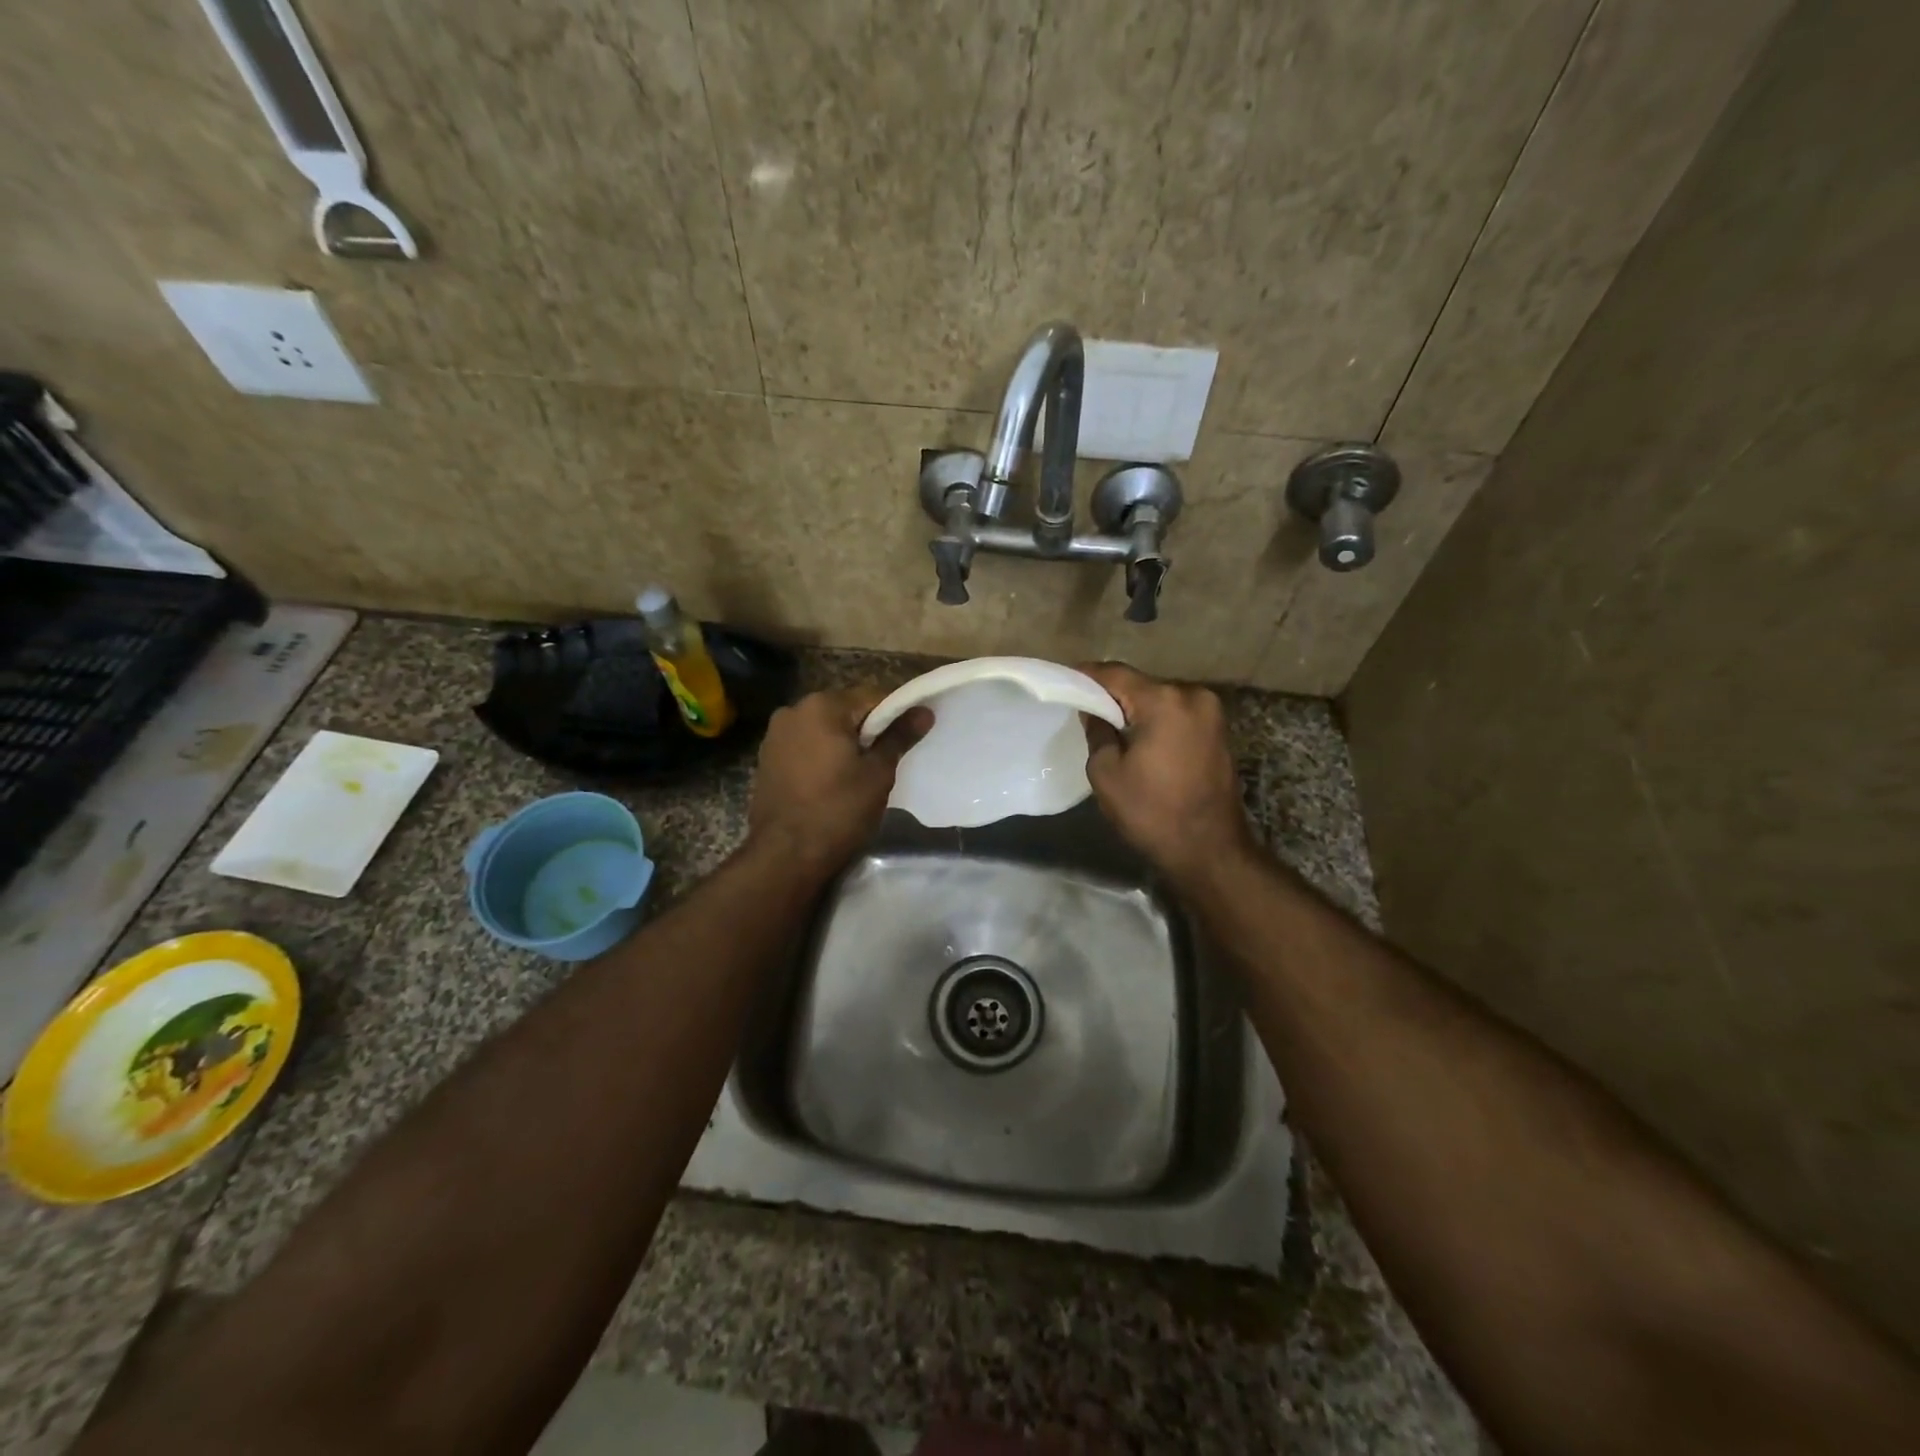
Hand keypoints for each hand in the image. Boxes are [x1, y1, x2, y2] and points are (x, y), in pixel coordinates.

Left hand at [747, 687, 930, 875]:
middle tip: (887, 760)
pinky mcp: (766, 759)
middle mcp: (793, 710)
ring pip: (823, 729)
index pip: (872, 696)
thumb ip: (899, 737)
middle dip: (867, 730)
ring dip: (843, 743)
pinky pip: (804, 746)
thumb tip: (923, 711)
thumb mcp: (878, 773)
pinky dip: (821, 756)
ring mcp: (775, 735)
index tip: (909, 737)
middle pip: (844, 710)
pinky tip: (832, 782)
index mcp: (822, 706)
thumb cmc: (838, 810)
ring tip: (860, 774)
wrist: (784, 856)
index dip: (896, 714)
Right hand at [1078, 662, 1256, 886]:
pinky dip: (1157, 720)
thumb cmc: (1151, 813)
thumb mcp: (1106, 773)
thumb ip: (1097, 731)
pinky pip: (1177, 714)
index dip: (1087, 676)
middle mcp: (1192, 695)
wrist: (1210, 850)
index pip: (1115, 674)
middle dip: (1113, 695)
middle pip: (1141, 684)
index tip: (1065, 681)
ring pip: (1160, 698)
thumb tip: (1095, 710)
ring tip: (1112, 728)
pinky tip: (1141, 739)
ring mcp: (1211, 712)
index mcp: (1163, 701)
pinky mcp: (1219, 730)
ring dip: (1137, 709)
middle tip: (1086, 709)